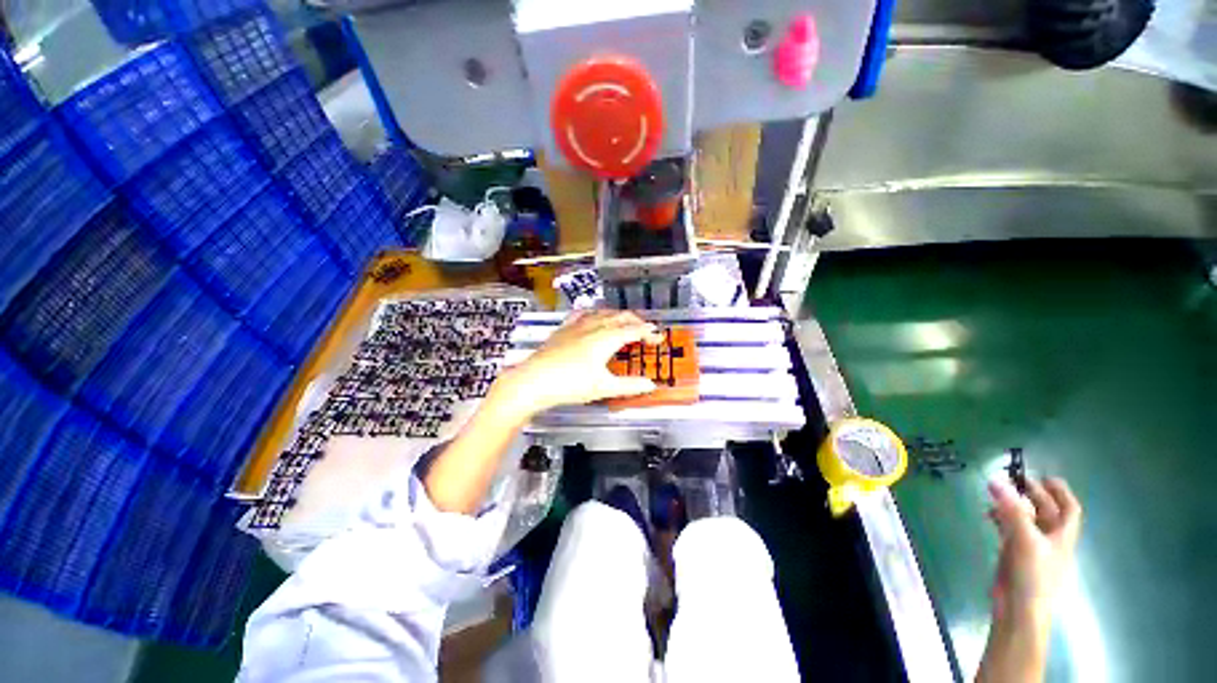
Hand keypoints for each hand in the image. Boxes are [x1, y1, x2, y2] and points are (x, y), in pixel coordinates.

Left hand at [492, 310, 663, 419]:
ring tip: (624, 322)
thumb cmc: (571, 385)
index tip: (659, 338)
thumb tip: (651, 385)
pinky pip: (584, 314)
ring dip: (618, 316)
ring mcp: (577, 325)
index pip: (634, 330)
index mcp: (606, 338)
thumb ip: (630, 385)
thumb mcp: (604, 387)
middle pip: (621, 317)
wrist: (534, 381)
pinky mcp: (564, 328)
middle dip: (637, 321)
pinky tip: (593, 316)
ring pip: (603, 313)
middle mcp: (594, 326)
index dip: (649, 333)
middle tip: (646, 331)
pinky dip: (596, 313)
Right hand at [987, 477, 1081, 620]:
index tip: (1045, 476)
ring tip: (997, 493)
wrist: (1019, 609)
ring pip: (1026, 520)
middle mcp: (1050, 539)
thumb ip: (1010, 509)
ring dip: (1014, 505)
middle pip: (1046, 512)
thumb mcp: (1024, 539)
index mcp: (1062, 536)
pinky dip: (1002, 518)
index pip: (1069, 509)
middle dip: (1033, 495)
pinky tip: (989, 514)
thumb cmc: (1032, 574)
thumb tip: (995, 478)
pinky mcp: (1015, 555)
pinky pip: (1010, 530)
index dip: (1061, 492)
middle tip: (1014, 478)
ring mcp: (1032, 548)